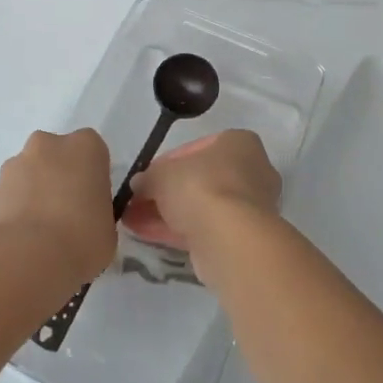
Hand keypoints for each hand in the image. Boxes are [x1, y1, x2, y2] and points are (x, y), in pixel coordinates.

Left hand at [0, 129, 116, 289]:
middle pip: (57, 156)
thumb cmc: (81, 238)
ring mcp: (17, 163)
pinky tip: (22, 240)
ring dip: (34, 194)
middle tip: (66, 216)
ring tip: (40, 234)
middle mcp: (50, 144)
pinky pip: (11, 195)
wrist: (27, 258)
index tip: (91, 203)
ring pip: (30, 173)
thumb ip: (97, 213)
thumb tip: (85, 221)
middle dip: (59, 178)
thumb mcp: (107, 229)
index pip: (93, 153)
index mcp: (86, 147)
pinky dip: (15, 211)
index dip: (92, 178)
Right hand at [123, 129, 280, 267]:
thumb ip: (149, 176)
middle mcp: (250, 171)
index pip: (196, 148)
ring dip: (165, 213)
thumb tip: (139, 183)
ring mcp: (247, 207)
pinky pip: (202, 228)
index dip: (166, 162)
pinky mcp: (240, 238)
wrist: (230, 239)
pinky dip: (175, 230)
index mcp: (238, 143)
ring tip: (132, 220)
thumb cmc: (201, 187)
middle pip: (198, 179)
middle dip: (165, 191)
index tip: (146, 176)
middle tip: (137, 201)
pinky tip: (145, 235)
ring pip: (199, 206)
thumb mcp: (162, 174)